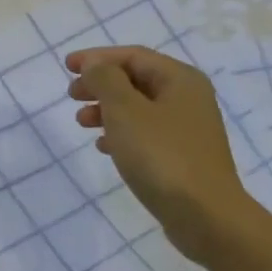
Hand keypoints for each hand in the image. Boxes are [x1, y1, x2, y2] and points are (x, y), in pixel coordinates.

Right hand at [66, 47, 256, 263]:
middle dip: (101, 84)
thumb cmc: (161, 156)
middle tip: (71, 95)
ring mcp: (188, 129)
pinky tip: (103, 147)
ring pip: (139, 108)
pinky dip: (121, 134)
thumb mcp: (125, 111)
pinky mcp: (183, 157)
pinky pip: (146, 134)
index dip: (97, 58)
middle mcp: (188, 98)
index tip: (67, 66)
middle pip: (136, 80)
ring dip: (107, 110)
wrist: (204, 214)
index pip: (133, 56)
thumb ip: (106, 80)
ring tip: (81, 122)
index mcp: (180, 79)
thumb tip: (95, 65)